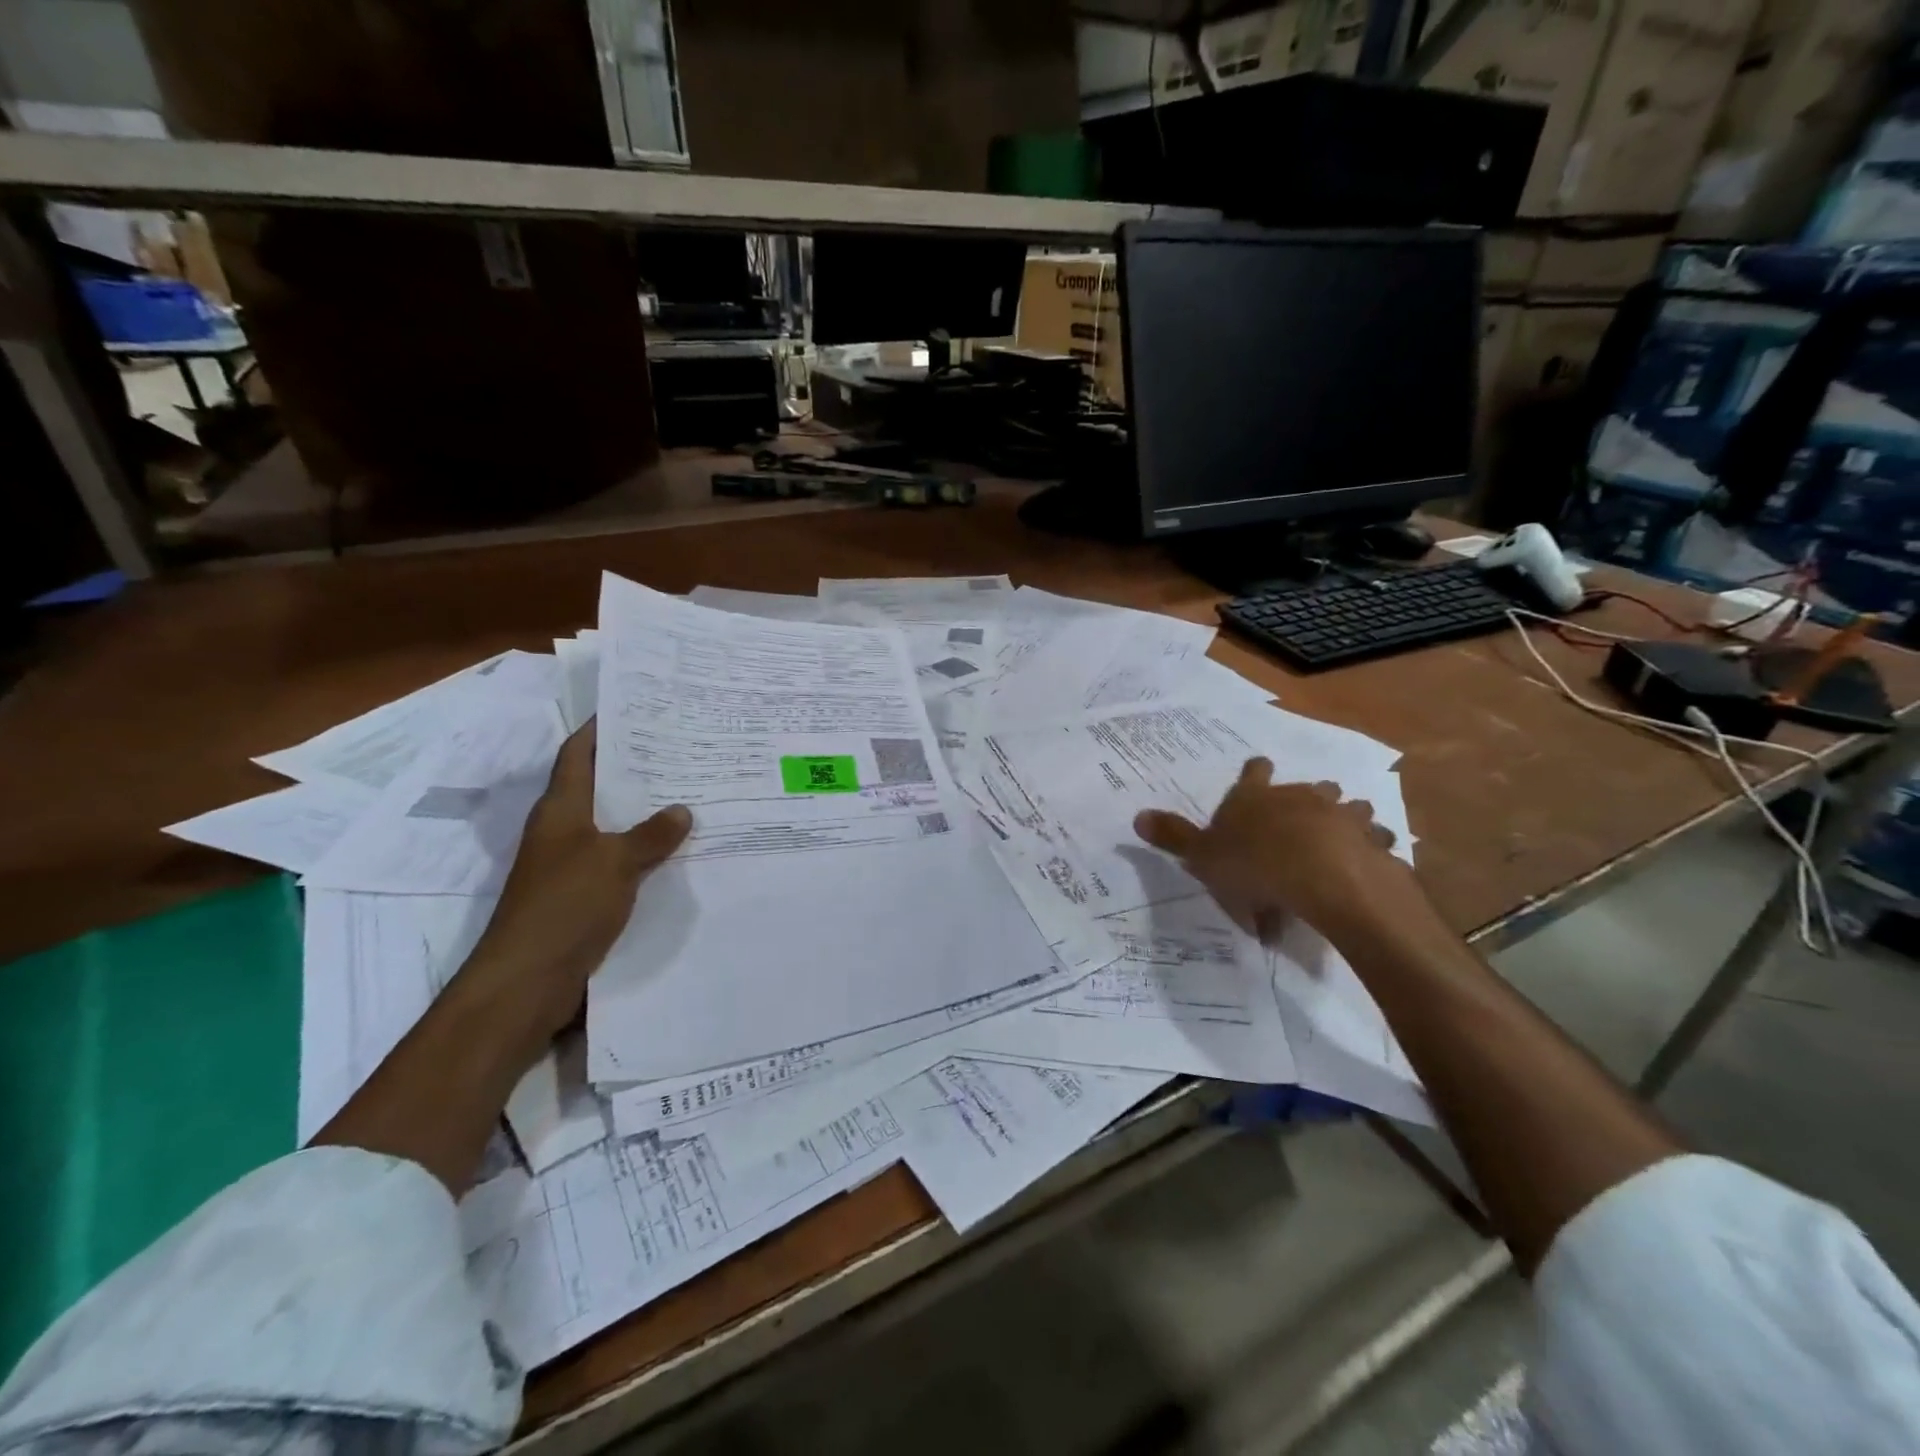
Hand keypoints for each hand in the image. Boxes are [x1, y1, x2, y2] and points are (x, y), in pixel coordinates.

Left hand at [454, 721, 691, 1053]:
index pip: (578, 755)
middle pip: (599, 787)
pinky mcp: (583, 895)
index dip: (599, 729)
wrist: (528, 980)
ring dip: (644, 811)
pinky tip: (679, 850)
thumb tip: (682, 810)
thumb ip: (651, 835)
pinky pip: (620, 860)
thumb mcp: (614, 863)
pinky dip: (645, 850)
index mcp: (561, 811)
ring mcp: (571, 864)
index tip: (633, 707)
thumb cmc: (564, 906)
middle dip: (634, 768)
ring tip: (690, 792)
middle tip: (680, 748)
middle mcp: (563, 831)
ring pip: (613, 825)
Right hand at [1133, 757, 1422, 947]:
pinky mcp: (1372, 842)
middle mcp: (1299, 797)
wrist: (1320, 878)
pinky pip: (1376, 841)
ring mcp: (1340, 816)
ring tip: (1344, 833)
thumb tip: (1136, 815)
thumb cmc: (1253, 864)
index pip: (1254, 773)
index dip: (1256, 772)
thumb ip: (1173, 836)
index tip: (1259, 770)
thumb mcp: (1202, 855)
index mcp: (1256, 798)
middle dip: (1308, 795)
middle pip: (1308, 786)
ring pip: (1349, 807)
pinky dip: (1373, 849)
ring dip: (1347, 817)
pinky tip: (1369, 863)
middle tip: (1304, 811)